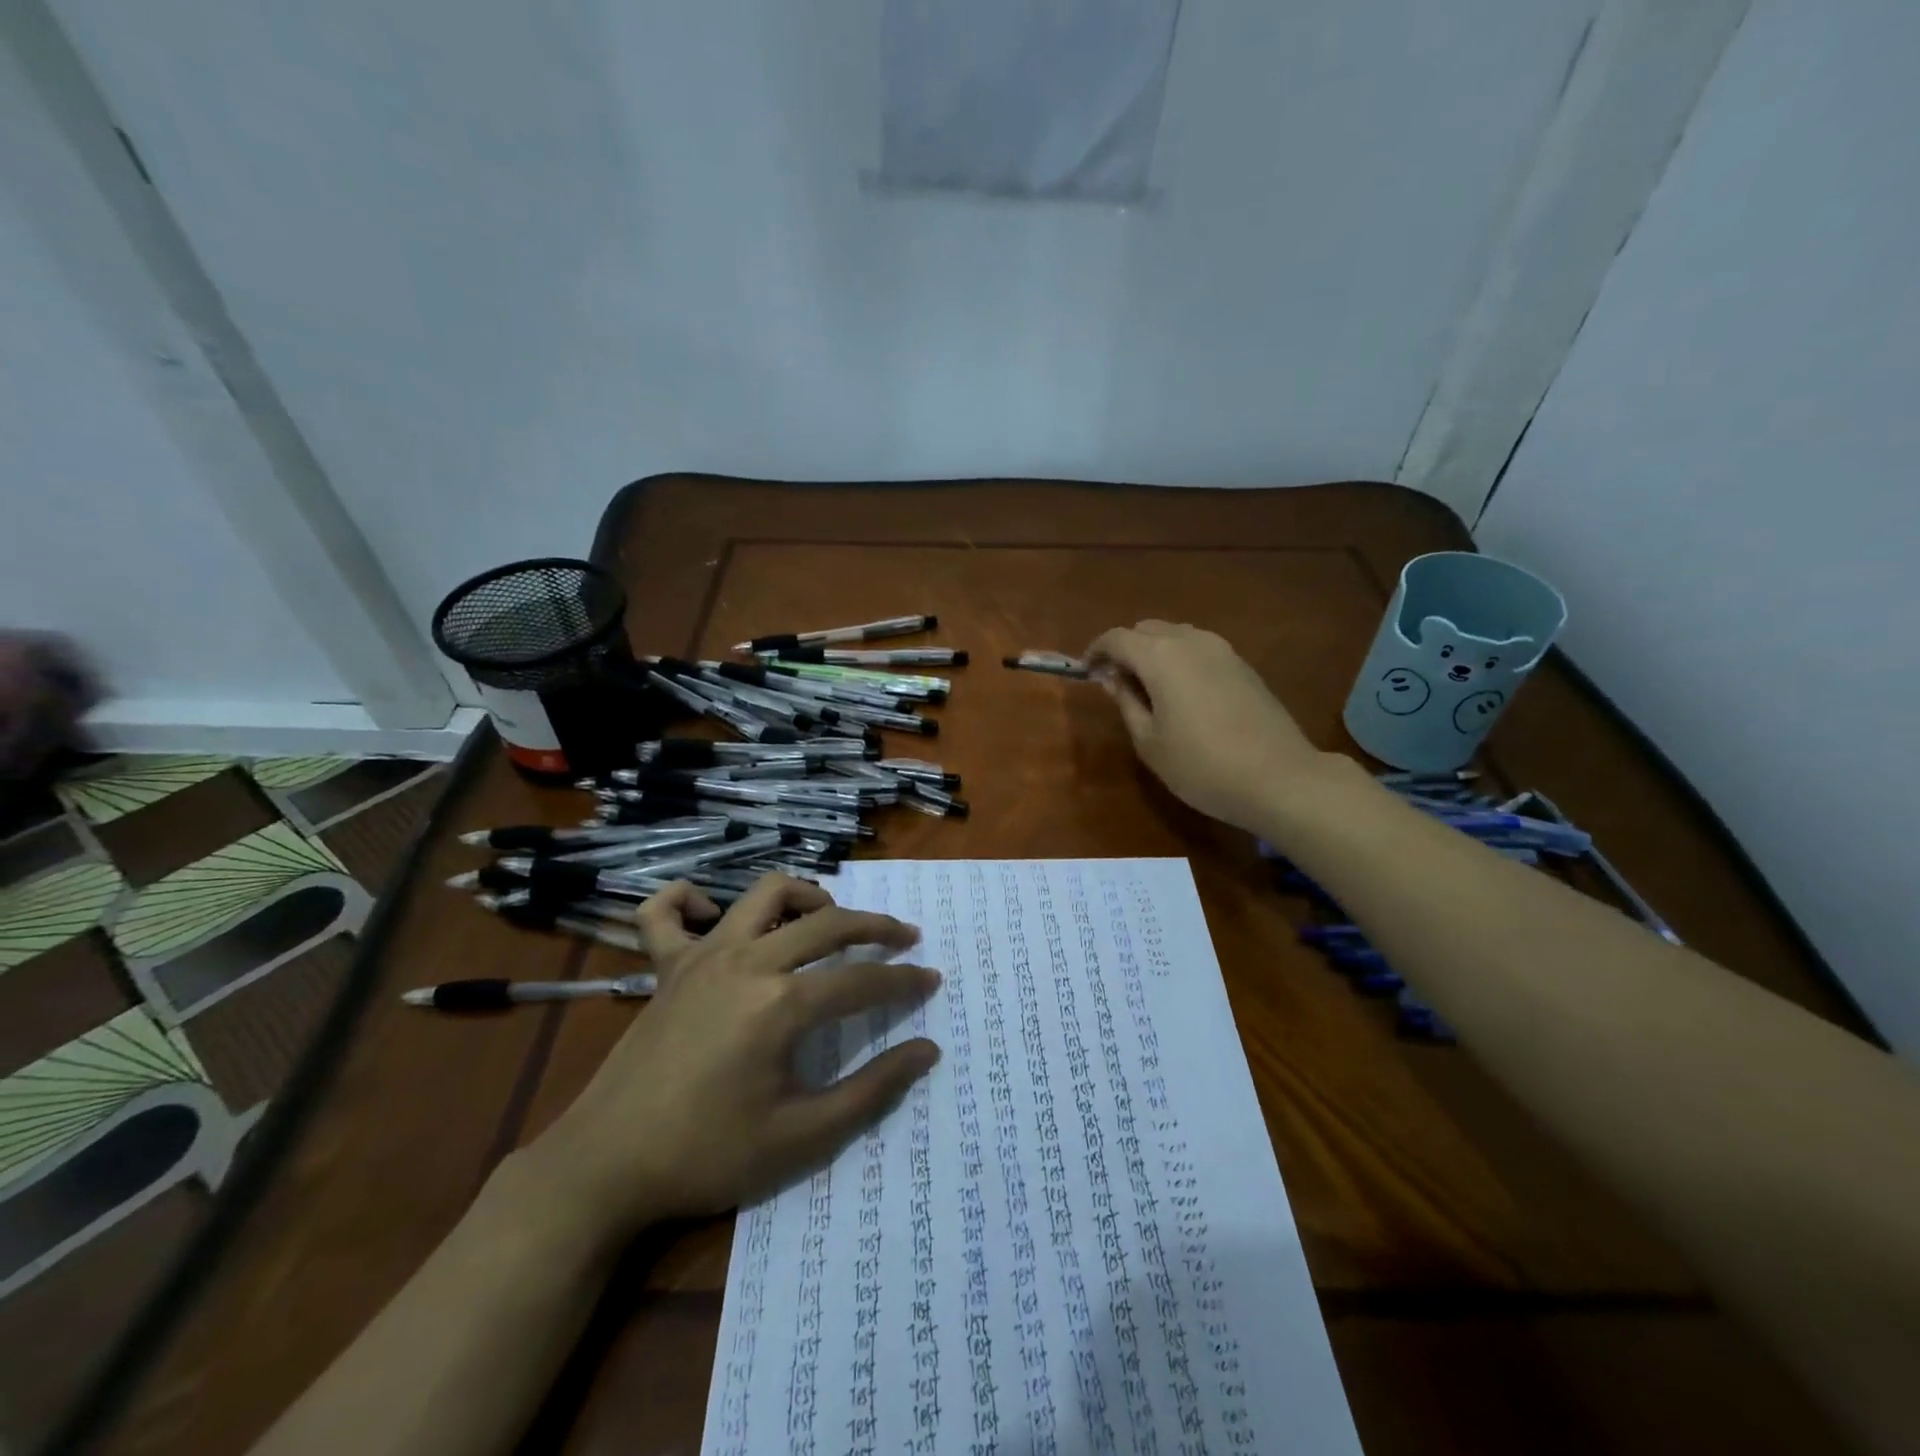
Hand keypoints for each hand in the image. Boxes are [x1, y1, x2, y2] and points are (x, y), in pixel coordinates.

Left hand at [519, 874, 939, 1245]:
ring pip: (765, 894)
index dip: (903, 981)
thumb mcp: (801, 1136)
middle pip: (827, 922)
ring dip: (805, 897)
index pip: (861, 980)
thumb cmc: (708, 1155)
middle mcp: (747, 962)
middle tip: (903, 939)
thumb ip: (871, 1090)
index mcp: (781, 1004)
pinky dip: (690, 901)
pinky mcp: (665, 967)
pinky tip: (712, 916)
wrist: (605, 1168)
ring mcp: (702, 957)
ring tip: (826, 918)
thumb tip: (926, 1050)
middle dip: (875, 926)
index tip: (931, 980)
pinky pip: (666, 912)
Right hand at [1086, 620, 1329, 831]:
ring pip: (1175, 635)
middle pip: (1147, 629)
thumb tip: (1112, 678)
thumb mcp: (1149, 741)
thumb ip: (1126, 701)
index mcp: (1161, 656)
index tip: (1086, 672)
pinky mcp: (1243, 665)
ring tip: (1147, 688)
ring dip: (1154, 652)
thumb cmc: (1201, 766)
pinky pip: (1199, 649)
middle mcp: (1191, 640)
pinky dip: (1179, 660)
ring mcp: (1222, 650)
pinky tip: (1181, 694)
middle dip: (1125, 648)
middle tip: (1115, 682)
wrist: (1279, 778)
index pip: (1116, 637)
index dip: (1096, 651)